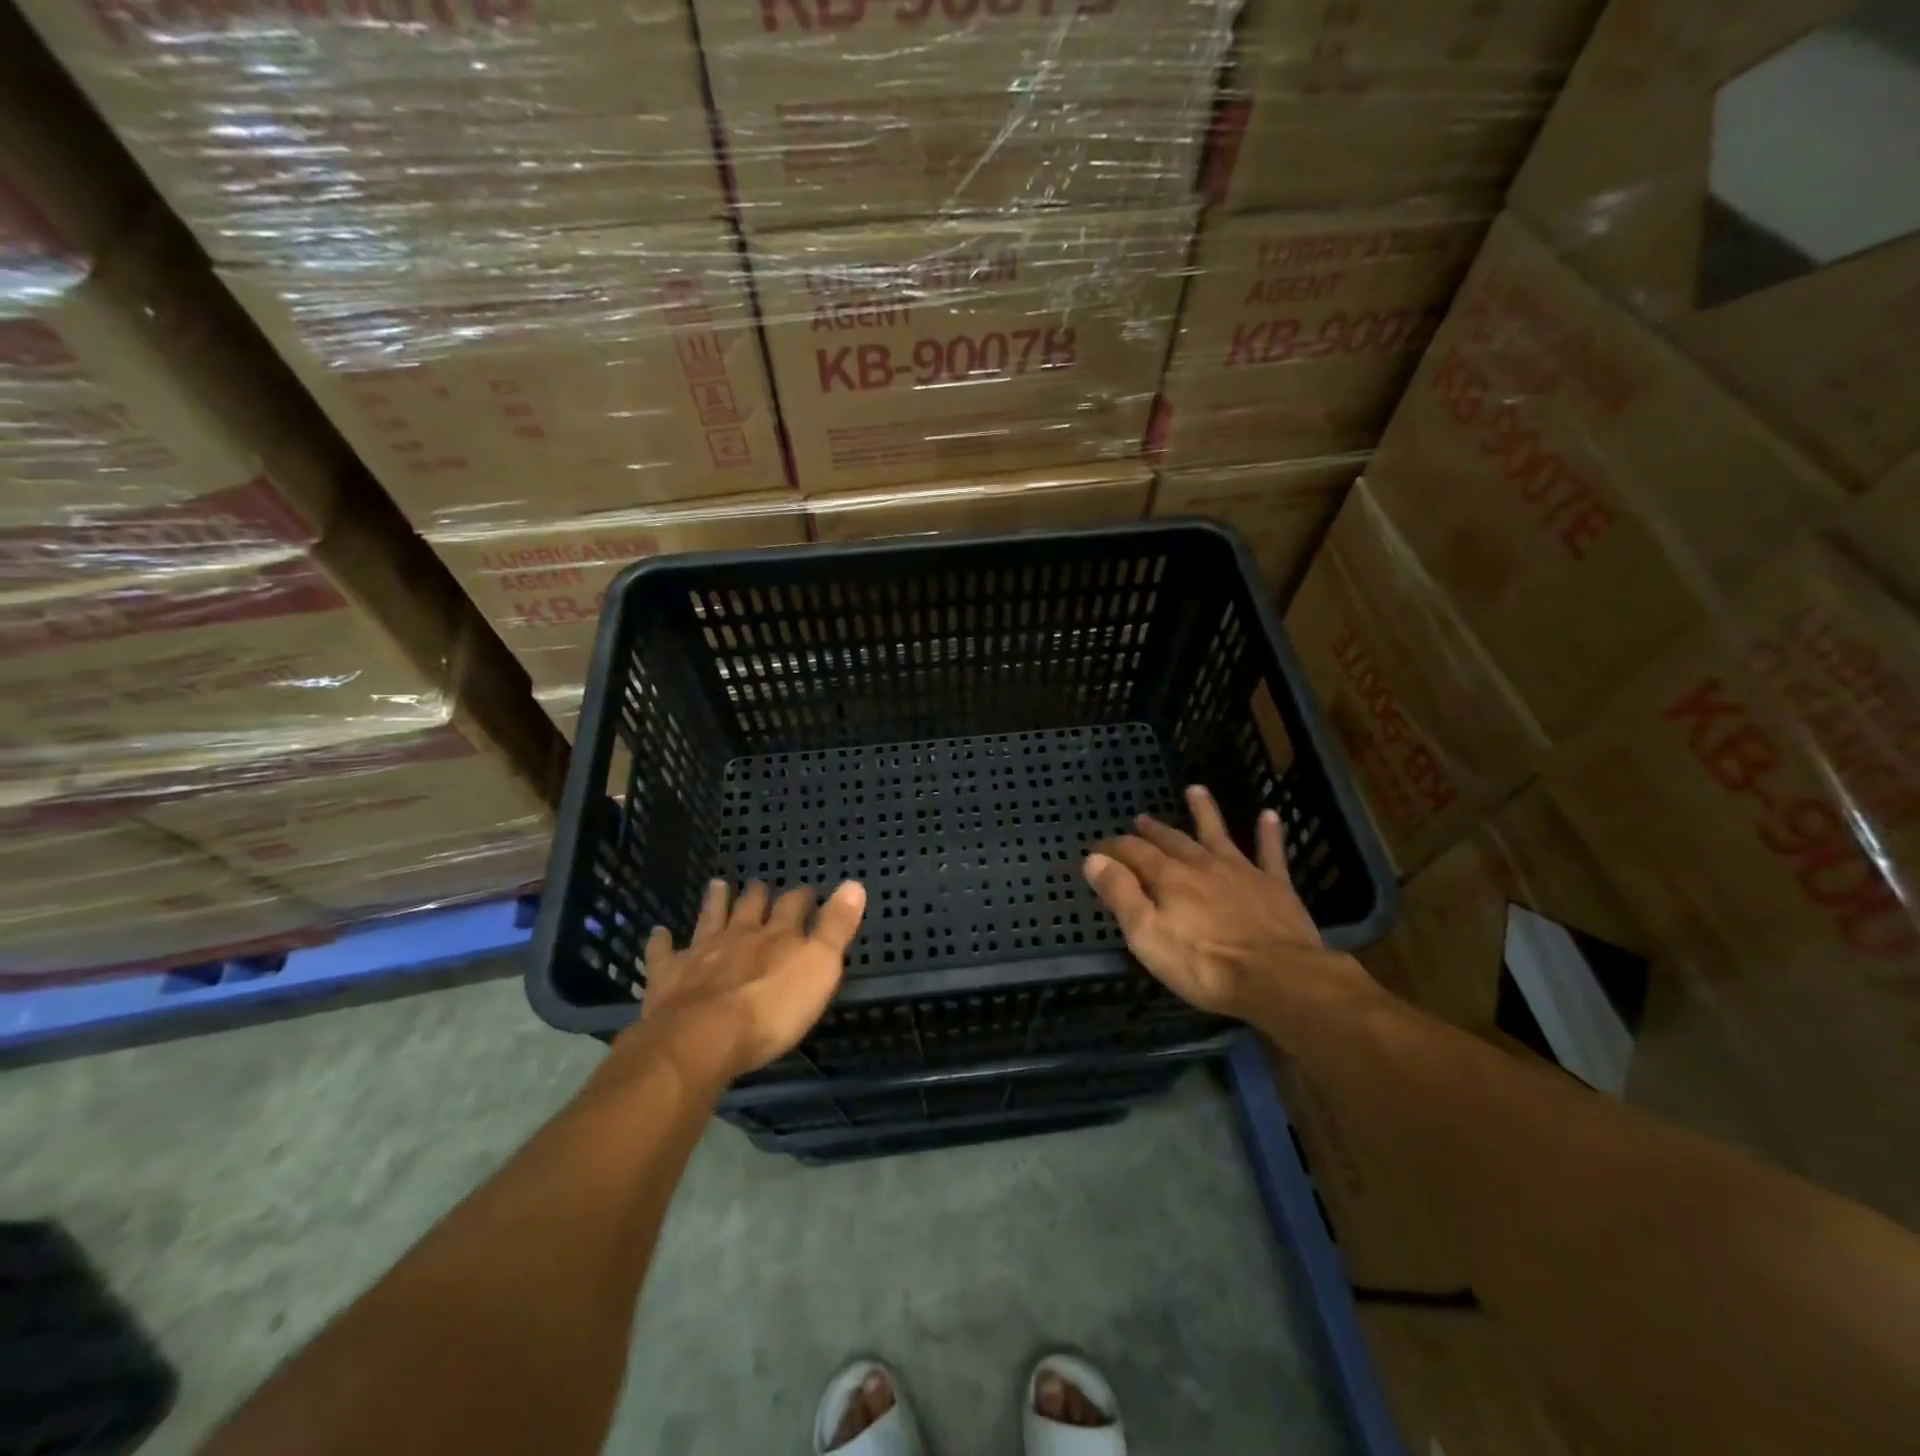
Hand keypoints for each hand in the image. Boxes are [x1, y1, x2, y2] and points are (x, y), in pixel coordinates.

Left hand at [623, 878, 866, 1088]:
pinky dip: (661, 942)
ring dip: (715, 903)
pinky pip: (663, 953)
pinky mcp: (668, 976)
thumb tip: (854, 884)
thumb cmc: (772, 1009)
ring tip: (716, 885)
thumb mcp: (820, 968)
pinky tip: (659, 932)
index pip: (795, 906)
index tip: (807, 891)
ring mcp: (701, 953)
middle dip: (757, 895)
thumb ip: (836, 928)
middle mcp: (740, 935)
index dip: (802, 897)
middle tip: (758, 884)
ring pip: (710, 919)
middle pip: (750, 907)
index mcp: (778, 935)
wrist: (702, 1039)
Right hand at [1085, 785, 1351, 1019]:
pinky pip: (1270, 852)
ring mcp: (1241, 872)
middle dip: (1153, 830)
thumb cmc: (1204, 964)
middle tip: (1141, 819)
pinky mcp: (1275, 886)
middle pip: (1172, 840)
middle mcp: (1202, 865)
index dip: (1113, 848)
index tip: (1097, 849)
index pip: (1134, 852)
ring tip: (1196, 790)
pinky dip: (1269, 833)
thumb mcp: (1147, 935)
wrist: (1278, 978)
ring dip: (1205, 811)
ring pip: (1218, 834)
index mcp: (1169, 878)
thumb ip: (1120, 894)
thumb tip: (1094, 859)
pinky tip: (1269, 815)